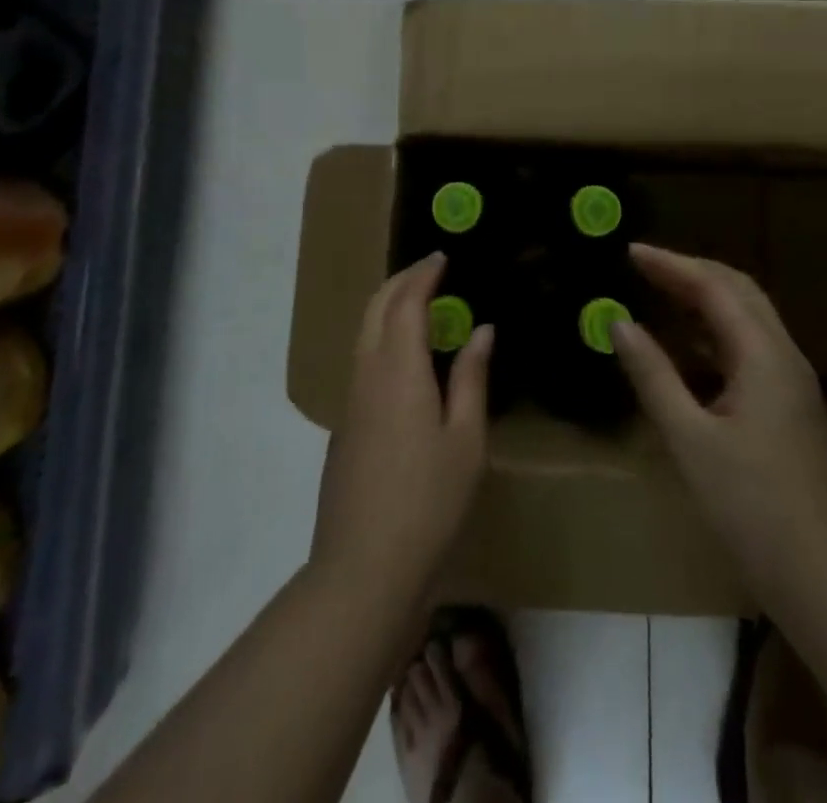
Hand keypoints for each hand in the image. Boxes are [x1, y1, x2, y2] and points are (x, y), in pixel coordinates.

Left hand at [311, 254, 494, 602]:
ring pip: (363, 334)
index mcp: (398, 371)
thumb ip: (471, 378)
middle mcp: (366, 375)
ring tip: (420, 303)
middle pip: (375, 309)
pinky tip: (406, 357)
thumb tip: (482, 330)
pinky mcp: (344, 427)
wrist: (363, 569)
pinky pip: (362, 360)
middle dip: (399, 281)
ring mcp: (350, 402)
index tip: (442, 257)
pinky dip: (382, 336)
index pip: (406, 303)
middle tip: (429, 270)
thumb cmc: (428, 501)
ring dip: (388, 307)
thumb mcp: (466, 440)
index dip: (423, 275)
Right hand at [613, 245, 826, 588]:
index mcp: (762, 354)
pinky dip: (716, 332)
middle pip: (738, 291)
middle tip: (644, 266)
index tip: (631, 251)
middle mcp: (783, 355)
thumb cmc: (751, 505)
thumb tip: (619, 323)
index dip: (671, 265)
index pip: (713, 288)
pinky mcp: (789, 405)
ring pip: (748, 318)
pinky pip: (750, 347)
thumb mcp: (690, 438)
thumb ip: (653, 375)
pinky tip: (689, 348)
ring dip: (705, 299)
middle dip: (690, 271)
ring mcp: (791, 381)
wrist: (824, 575)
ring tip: (660, 293)